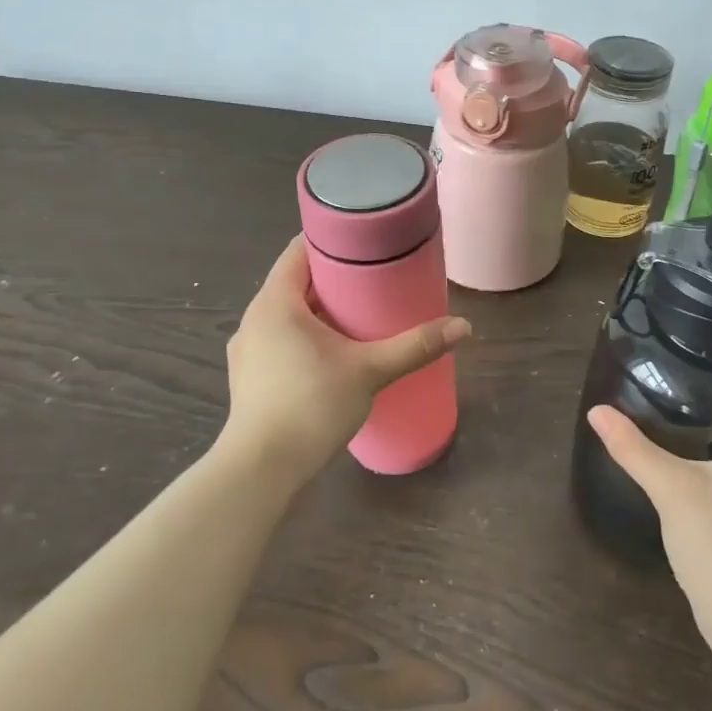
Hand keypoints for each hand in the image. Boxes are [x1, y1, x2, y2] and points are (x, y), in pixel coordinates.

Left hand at [223, 235, 470, 488]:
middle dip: (332, 279)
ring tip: (356, 316)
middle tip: (373, 278)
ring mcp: (247, 351)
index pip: (298, 251)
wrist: (262, 470)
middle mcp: (254, 319)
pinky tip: (330, 355)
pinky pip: (279, 341)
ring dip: (318, 311)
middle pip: (294, 282)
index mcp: (275, 302)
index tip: (364, 241)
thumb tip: (464, 326)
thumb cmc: (312, 405)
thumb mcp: (370, 370)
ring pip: (286, 315)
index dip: (331, 240)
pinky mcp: (249, 378)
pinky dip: (304, 337)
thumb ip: (415, 346)